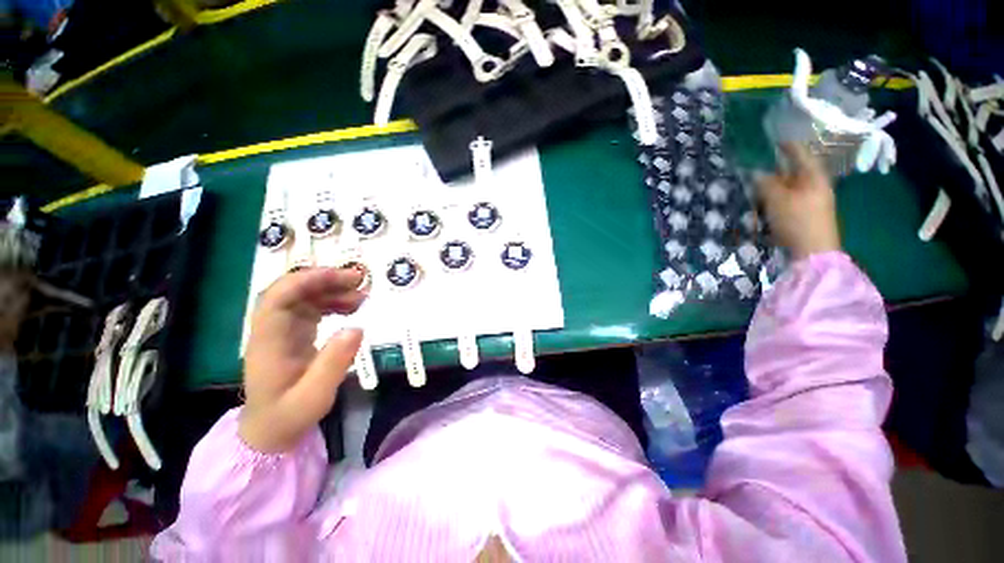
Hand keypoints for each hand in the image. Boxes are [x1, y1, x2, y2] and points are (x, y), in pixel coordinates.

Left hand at [240, 267, 367, 452]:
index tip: (340, 277)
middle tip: (359, 280)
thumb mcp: (315, 396)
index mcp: (269, 342)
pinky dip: (333, 302)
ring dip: (332, 290)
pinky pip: (312, 308)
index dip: (306, 281)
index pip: (277, 298)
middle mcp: (272, 329)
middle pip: (291, 291)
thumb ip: (334, 363)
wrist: (272, 428)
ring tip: (362, 295)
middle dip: (325, 280)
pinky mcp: (295, 333)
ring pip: (303, 297)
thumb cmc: (290, 414)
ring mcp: (283, 330)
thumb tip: (357, 328)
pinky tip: (352, 307)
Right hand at [756, 143, 841, 259]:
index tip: (774, 141)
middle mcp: (816, 186)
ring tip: (756, 195)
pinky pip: (789, 203)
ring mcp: (813, 202)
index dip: (787, 146)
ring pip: (789, 189)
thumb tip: (755, 173)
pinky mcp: (806, 216)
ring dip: (772, 190)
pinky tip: (765, 210)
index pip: (801, 154)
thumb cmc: (797, 220)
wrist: (813, 253)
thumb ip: (765, 184)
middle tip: (756, 173)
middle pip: (793, 173)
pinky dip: (776, 203)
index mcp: (814, 177)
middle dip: (774, 173)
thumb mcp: (777, 199)